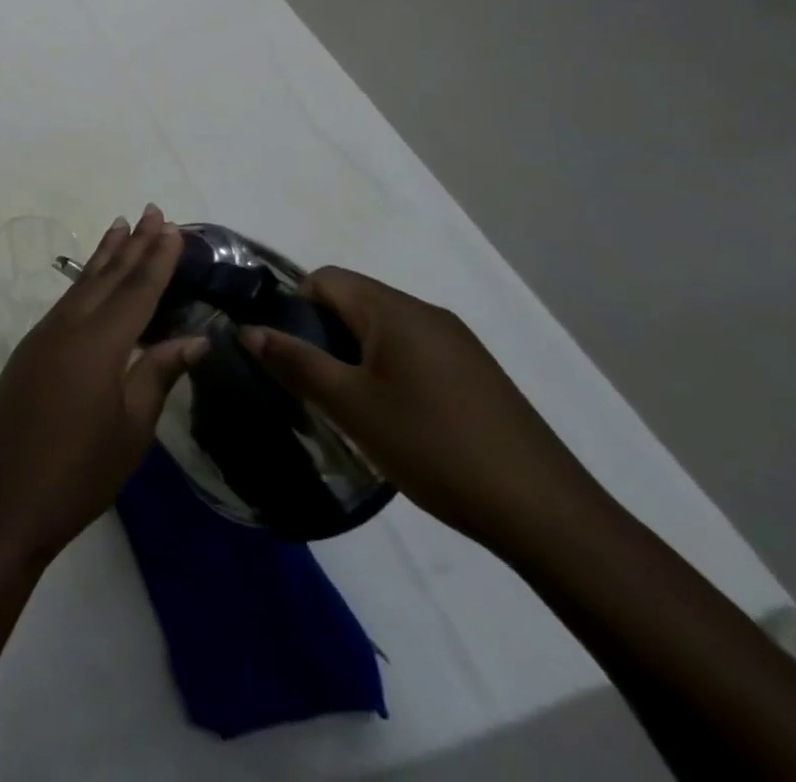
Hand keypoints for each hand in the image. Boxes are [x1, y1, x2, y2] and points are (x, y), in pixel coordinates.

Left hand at [0, 206, 209, 566]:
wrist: (5, 496)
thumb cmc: (79, 471)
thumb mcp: (131, 429)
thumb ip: (158, 375)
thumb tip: (193, 338)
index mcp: (99, 344)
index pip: (137, 290)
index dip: (158, 259)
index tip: (173, 227)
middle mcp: (68, 326)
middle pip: (107, 276)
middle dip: (133, 244)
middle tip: (153, 211)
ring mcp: (43, 335)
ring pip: (81, 284)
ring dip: (105, 255)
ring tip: (121, 226)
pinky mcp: (30, 348)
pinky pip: (65, 302)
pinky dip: (84, 282)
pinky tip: (93, 279)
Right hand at [241, 267, 605, 554]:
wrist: (548, 516)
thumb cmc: (433, 447)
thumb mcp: (349, 406)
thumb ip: (294, 361)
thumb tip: (248, 330)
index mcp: (396, 311)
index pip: (325, 279)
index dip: (295, 307)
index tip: (289, 353)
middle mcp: (428, 315)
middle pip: (354, 301)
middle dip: (323, 334)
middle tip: (313, 384)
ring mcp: (459, 345)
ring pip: (383, 330)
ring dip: (355, 356)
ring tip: (350, 405)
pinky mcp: (477, 375)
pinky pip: (413, 353)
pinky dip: (388, 371)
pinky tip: (395, 419)